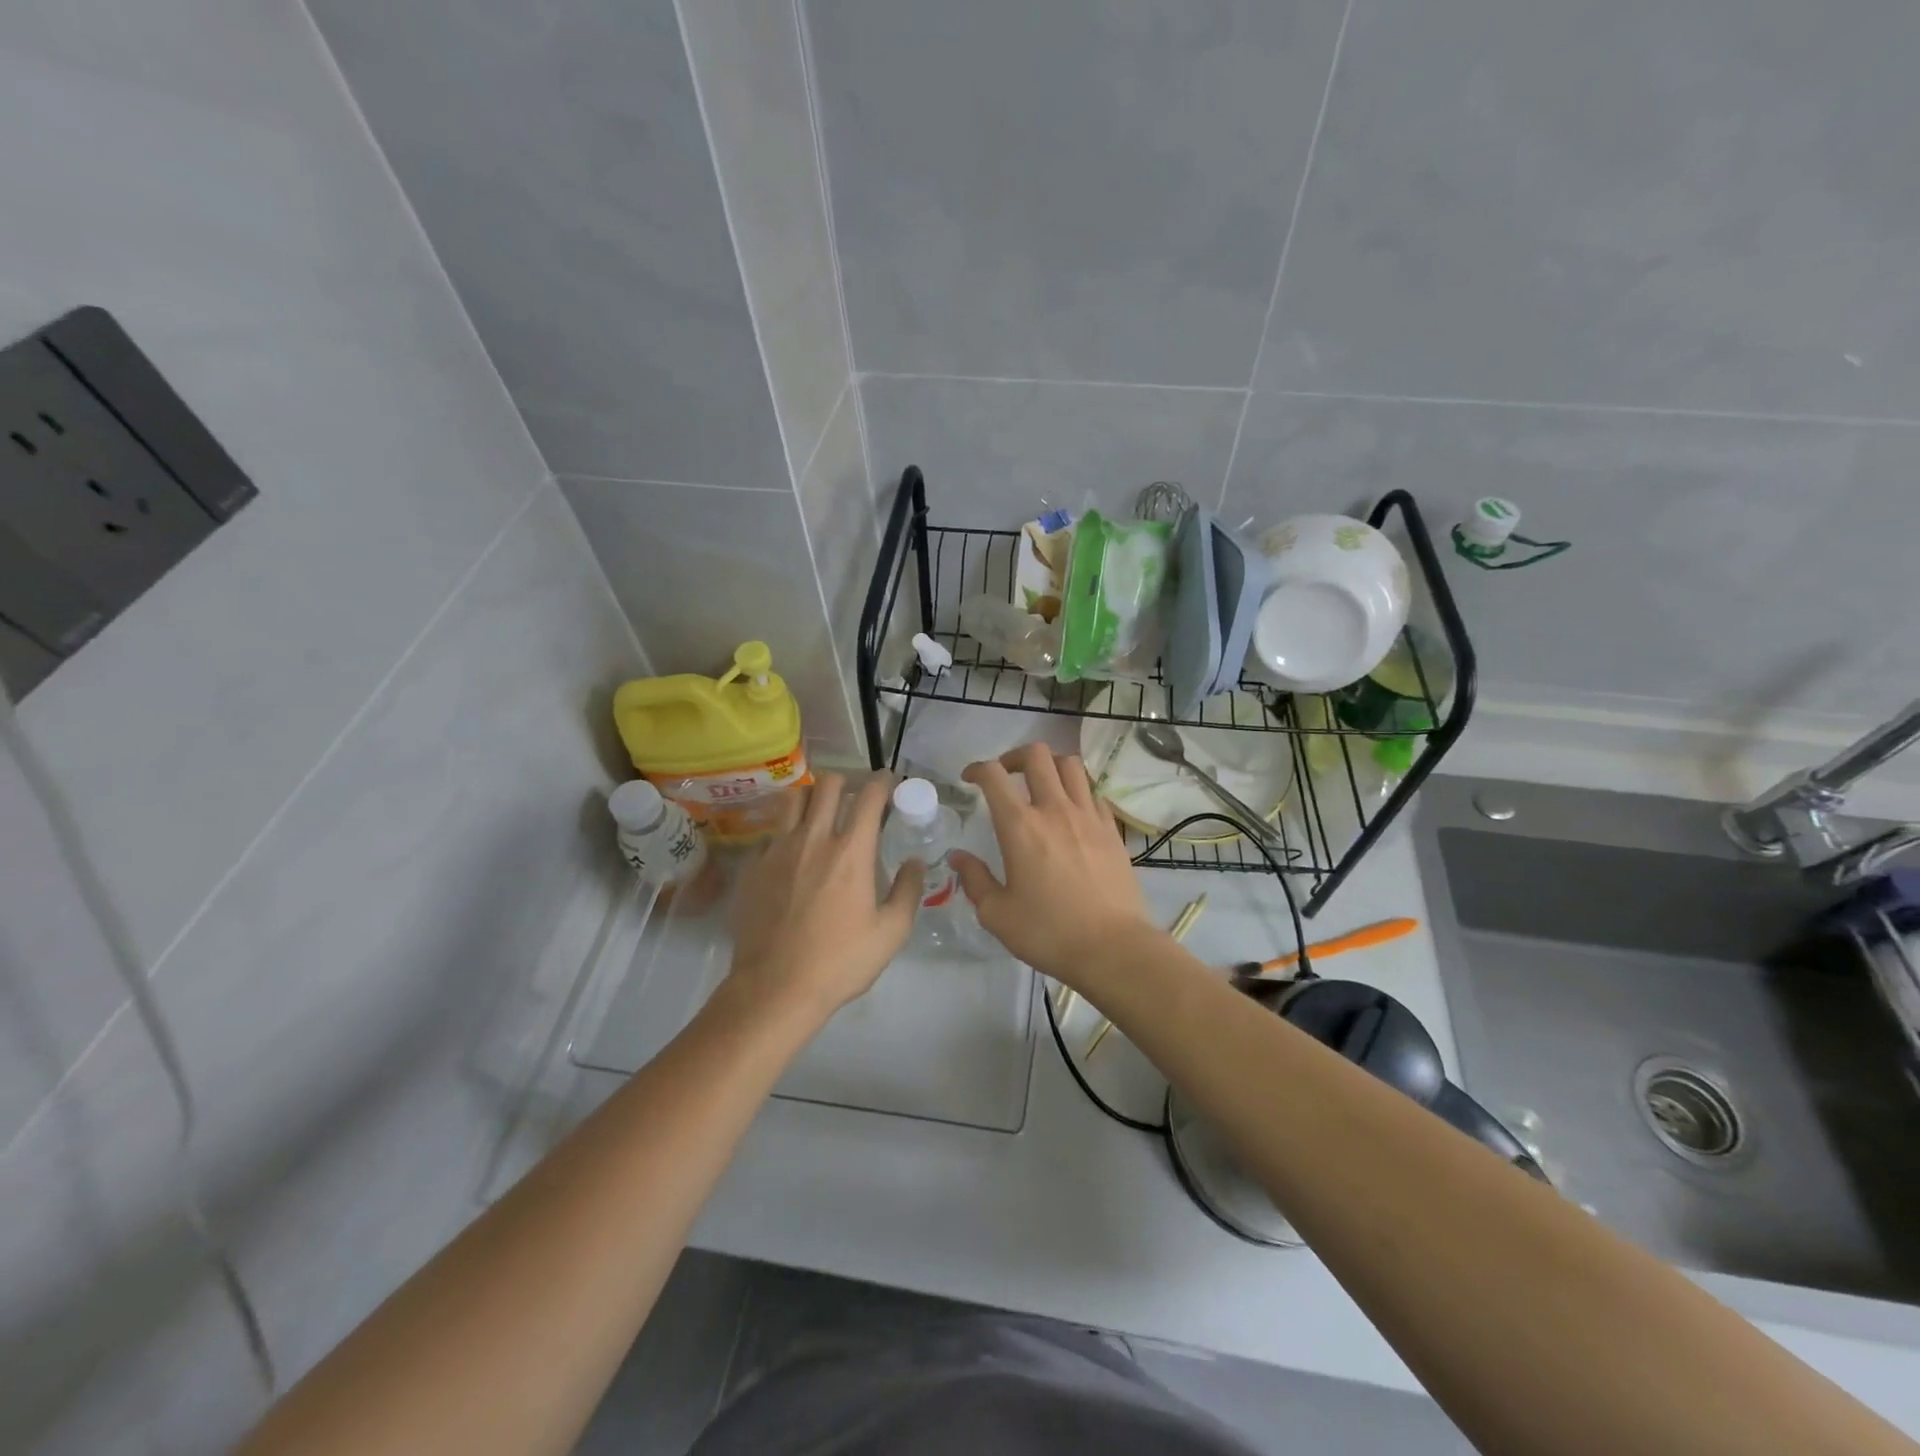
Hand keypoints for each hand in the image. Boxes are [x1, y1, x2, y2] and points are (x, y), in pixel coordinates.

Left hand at [729, 774, 922, 1022]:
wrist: (775, 988)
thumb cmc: (840, 961)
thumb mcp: (891, 933)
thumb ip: (907, 891)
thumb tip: (913, 862)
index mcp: (851, 851)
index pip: (870, 797)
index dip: (883, 782)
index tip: (889, 781)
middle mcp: (813, 838)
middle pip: (828, 785)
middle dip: (847, 781)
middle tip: (855, 796)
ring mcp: (777, 849)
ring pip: (793, 799)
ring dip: (812, 797)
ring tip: (820, 812)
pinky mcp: (752, 866)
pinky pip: (771, 833)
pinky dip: (786, 832)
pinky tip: (791, 852)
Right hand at [951, 744, 1153, 990]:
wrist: (1113, 948)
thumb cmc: (1049, 933)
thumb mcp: (997, 914)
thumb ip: (975, 880)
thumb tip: (959, 857)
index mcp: (1020, 827)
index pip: (994, 776)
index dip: (977, 768)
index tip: (970, 779)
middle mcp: (1054, 810)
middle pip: (1037, 755)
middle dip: (1014, 756)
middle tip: (1005, 775)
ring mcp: (1088, 816)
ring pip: (1070, 765)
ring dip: (1049, 766)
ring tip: (1040, 785)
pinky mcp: (1111, 829)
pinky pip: (1092, 791)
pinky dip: (1076, 790)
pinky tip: (1070, 811)